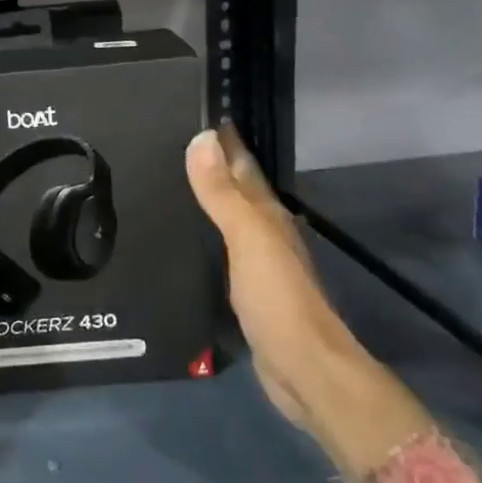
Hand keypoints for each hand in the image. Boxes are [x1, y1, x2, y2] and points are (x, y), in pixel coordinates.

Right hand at [184, 126, 365, 433]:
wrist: (304, 369)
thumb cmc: (277, 299)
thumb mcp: (247, 239)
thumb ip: (222, 193)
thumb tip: (201, 138)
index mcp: (267, 216)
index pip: (243, 166)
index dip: (225, 141)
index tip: (201, 112)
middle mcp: (266, 233)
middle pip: (238, 189)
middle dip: (215, 164)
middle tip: (177, 140)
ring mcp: (258, 263)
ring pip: (230, 218)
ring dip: (211, 198)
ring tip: (177, 180)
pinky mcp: (248, 291)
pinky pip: (222, 248)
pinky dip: (208, 234)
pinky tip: (190, 235)